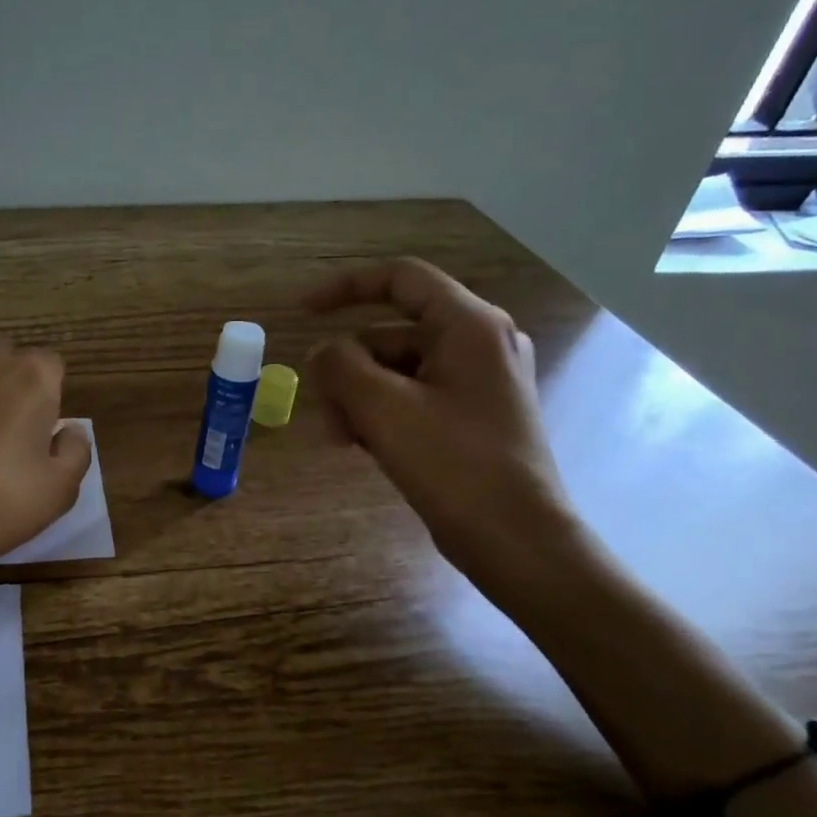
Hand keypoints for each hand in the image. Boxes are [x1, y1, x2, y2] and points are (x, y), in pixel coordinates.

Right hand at [304, 259, 579, 581]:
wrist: (514, 537)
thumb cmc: (452, 463)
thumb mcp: (382, 408)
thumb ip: (340, 365)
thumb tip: (322, 353)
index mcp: (469, 325)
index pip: (401, 279)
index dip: (345, 287)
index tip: (303, 312)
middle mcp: (480, 343)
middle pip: (391, 334)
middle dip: (347, 369)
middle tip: (324, 413)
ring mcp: (478, 381)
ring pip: (397, 370)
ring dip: (359, 397)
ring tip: (342, 440)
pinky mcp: (472, 415)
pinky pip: (413, 397)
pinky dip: (382, 414)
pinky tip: (363, 447)